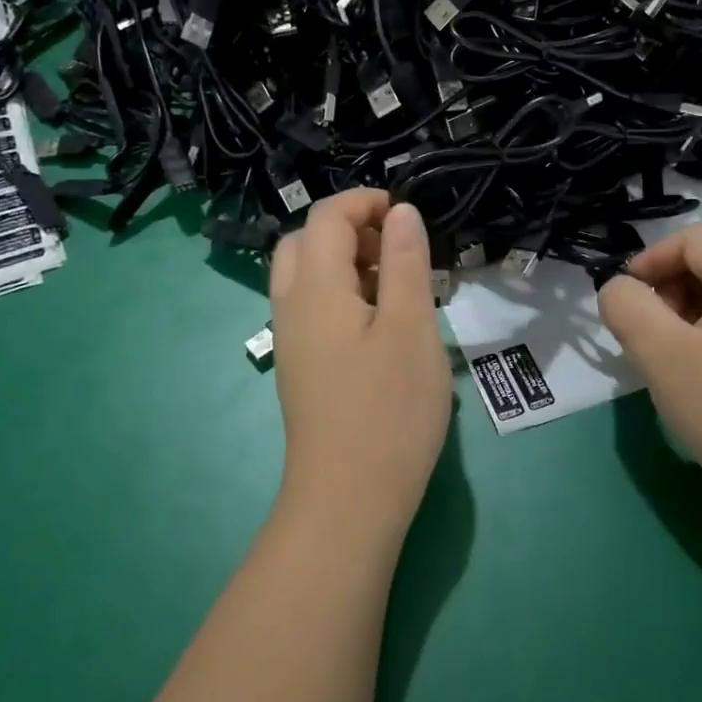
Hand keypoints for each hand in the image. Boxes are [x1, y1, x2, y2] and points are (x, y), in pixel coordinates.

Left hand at [269, 190, 451, 535]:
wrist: (349, 498)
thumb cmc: (388, 409)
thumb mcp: (410, 327)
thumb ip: (405, 262)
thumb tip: (401, 212)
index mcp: (314, 288)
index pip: (326, 218)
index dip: (365, 202)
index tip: (409, 216)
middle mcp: (290, 307)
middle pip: (304, 242)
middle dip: (350, 229)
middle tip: (398, 250)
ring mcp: (291, 341)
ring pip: (305, 277)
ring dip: (345, 263)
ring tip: (395, 286)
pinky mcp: (300, 368)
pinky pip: (312, 309)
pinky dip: (341, 294)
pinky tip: (379, 325)